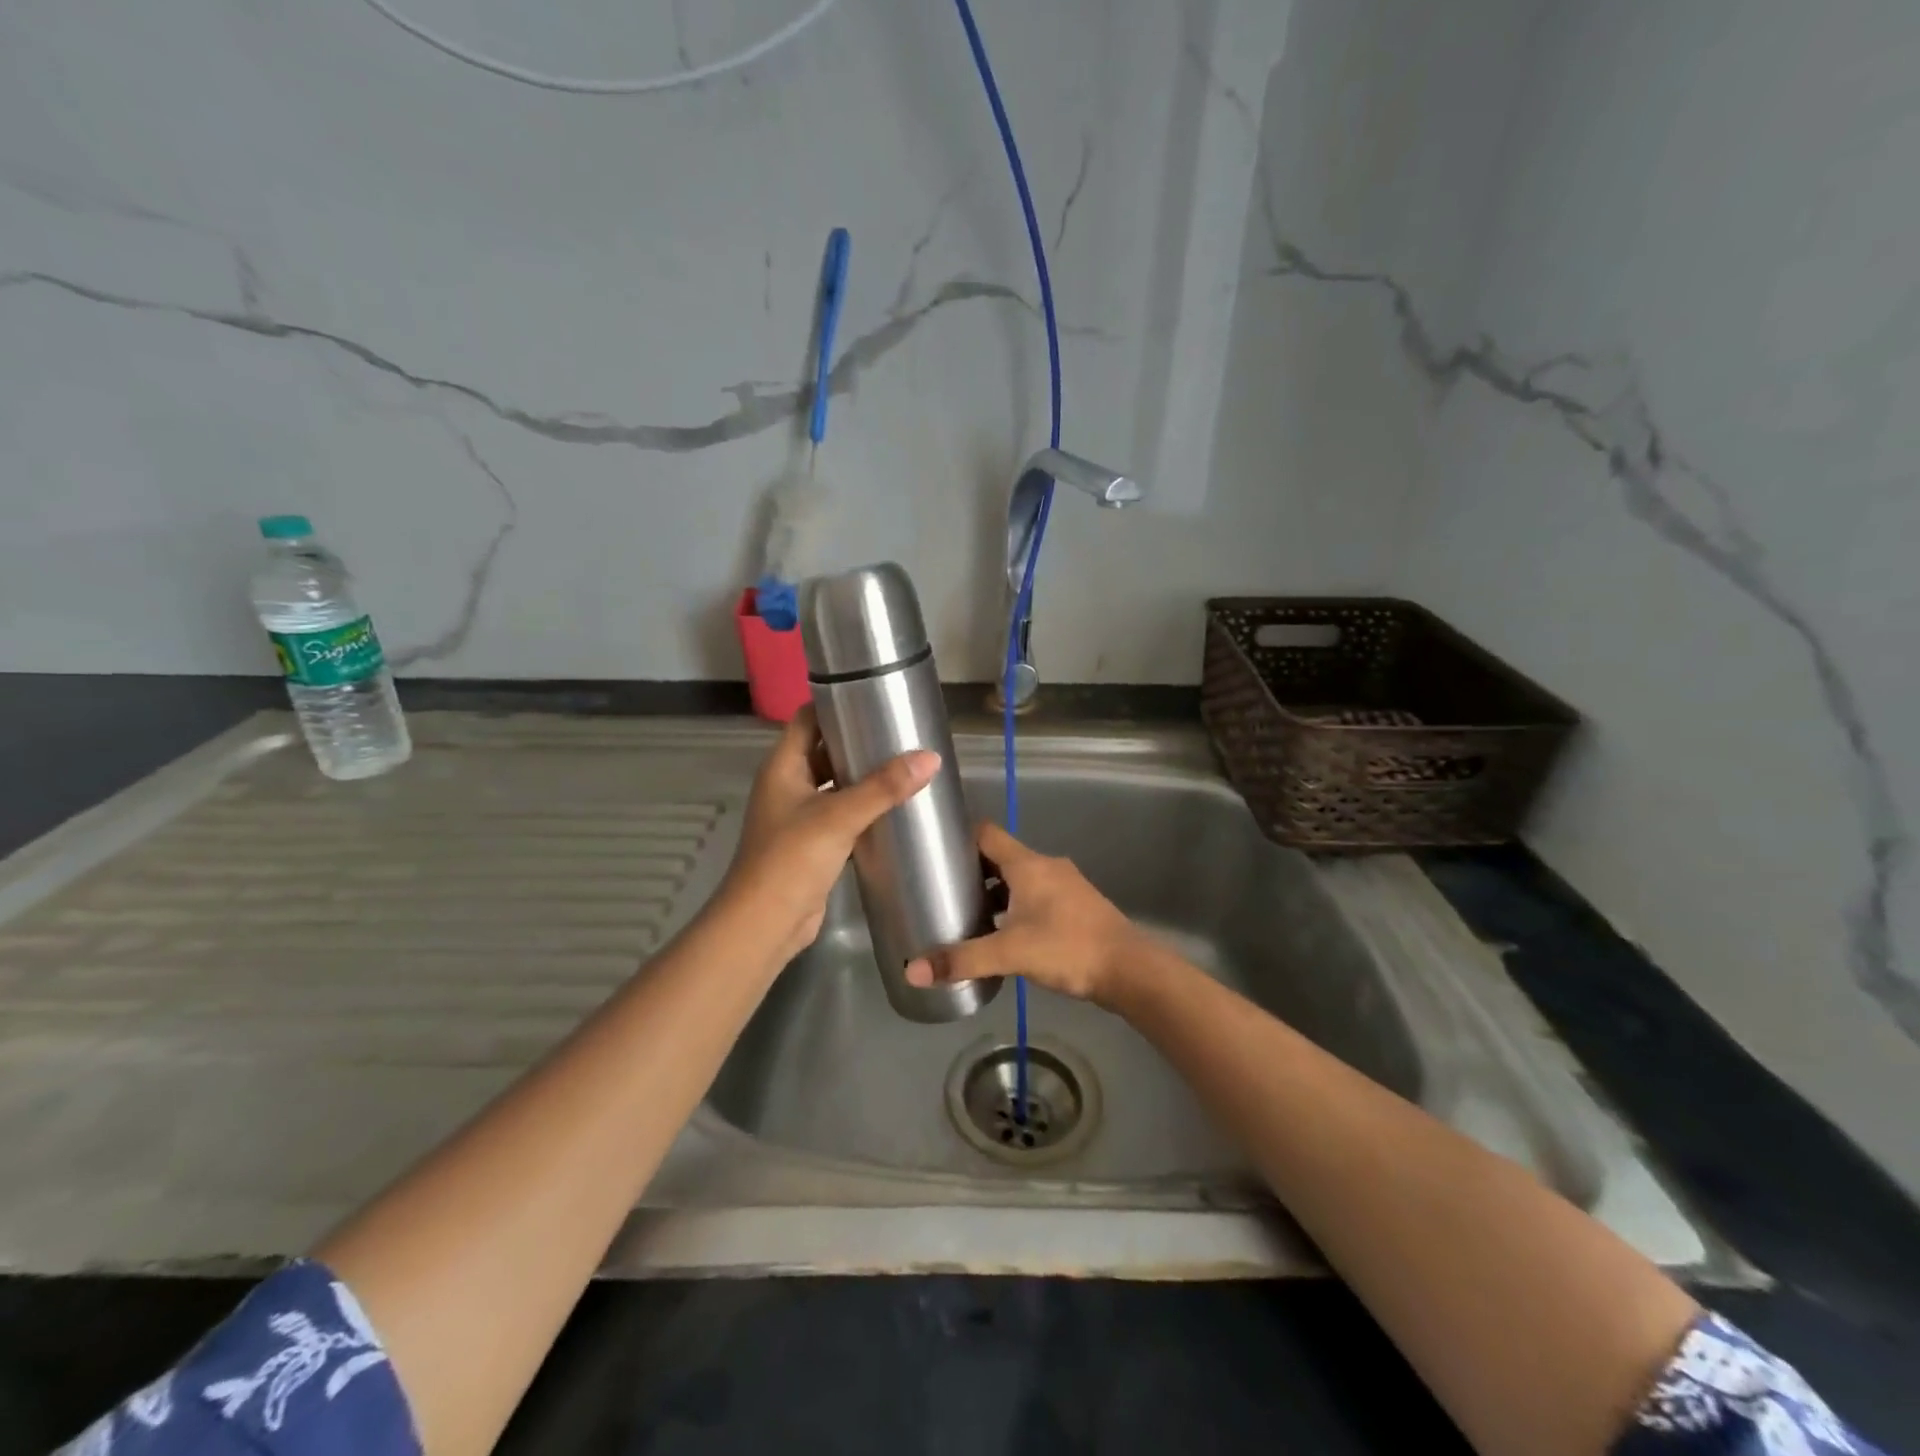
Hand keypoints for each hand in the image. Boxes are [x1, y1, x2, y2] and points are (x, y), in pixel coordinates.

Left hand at [719, 707, 938, 965]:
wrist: (765, 924)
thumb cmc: (791, 859)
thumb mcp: (839, 817)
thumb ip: (883, 787)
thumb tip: (930, 757)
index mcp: (783, 767)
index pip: (808, 719)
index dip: (835, 704)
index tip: (874, 695)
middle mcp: (788, 785)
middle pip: (824, 750)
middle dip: (858, 741)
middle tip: (901, 732)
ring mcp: (799, 816)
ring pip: (835, 784)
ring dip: (863, 776)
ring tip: (906, 764)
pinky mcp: (813, 844)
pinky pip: (841, 815)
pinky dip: (863, 808)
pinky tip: (895, 806)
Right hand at [904, 821, 1150, 1007]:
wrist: (1128, 969)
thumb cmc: (1067, 948)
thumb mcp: (1009, 953)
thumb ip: (962, 960)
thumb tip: (913, 972)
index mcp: (1028, 864)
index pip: (986, 833)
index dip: (959, 837)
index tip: (934, 850)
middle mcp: (1045, 866)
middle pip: (1000, 857)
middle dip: (972, 869)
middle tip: (941, 888)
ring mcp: (1064, 885)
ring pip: (1019, 879)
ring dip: (994, 891)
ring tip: (965, 912)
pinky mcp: (1074, 906)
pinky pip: (1035, 896)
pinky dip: (1015, 906)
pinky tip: (1002, 932)